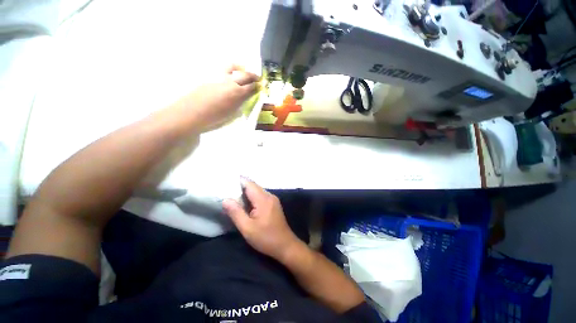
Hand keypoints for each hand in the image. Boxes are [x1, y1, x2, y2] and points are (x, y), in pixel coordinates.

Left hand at [173, 65, 258, 131]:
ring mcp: (219, 78)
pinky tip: (230, 77)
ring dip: (241, 69)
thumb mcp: (232, 114)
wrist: (191, 113)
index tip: (261, 85)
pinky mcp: (210, 77)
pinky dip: (230, 72)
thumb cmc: (214, 118)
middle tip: (257, 78)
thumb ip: (239, 105)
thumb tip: (243, 100)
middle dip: (253, 76)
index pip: (251, 87)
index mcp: (237, 94)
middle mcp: (230, 83)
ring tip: (244, 71)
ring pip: (233, 67)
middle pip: (245, 75)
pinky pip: (223, 71)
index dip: (257, 86)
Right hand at [222, 178, 300, 261]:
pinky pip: (260, 196)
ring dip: (246, 192)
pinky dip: (251, 197)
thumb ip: (236, 213)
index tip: (226, 181)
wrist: (285, 245)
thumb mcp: (247, 228)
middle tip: (226, 189)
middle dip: (240, 186)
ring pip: (257, 191)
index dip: (238, 181)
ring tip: (232, 195)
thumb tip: (225, 200)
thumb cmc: (266, 238)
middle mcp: (269, 195)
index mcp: (263, 199)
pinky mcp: (273, 204)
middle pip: (253, 186)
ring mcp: (273, 199)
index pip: (249, 184)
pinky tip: (244, 203)